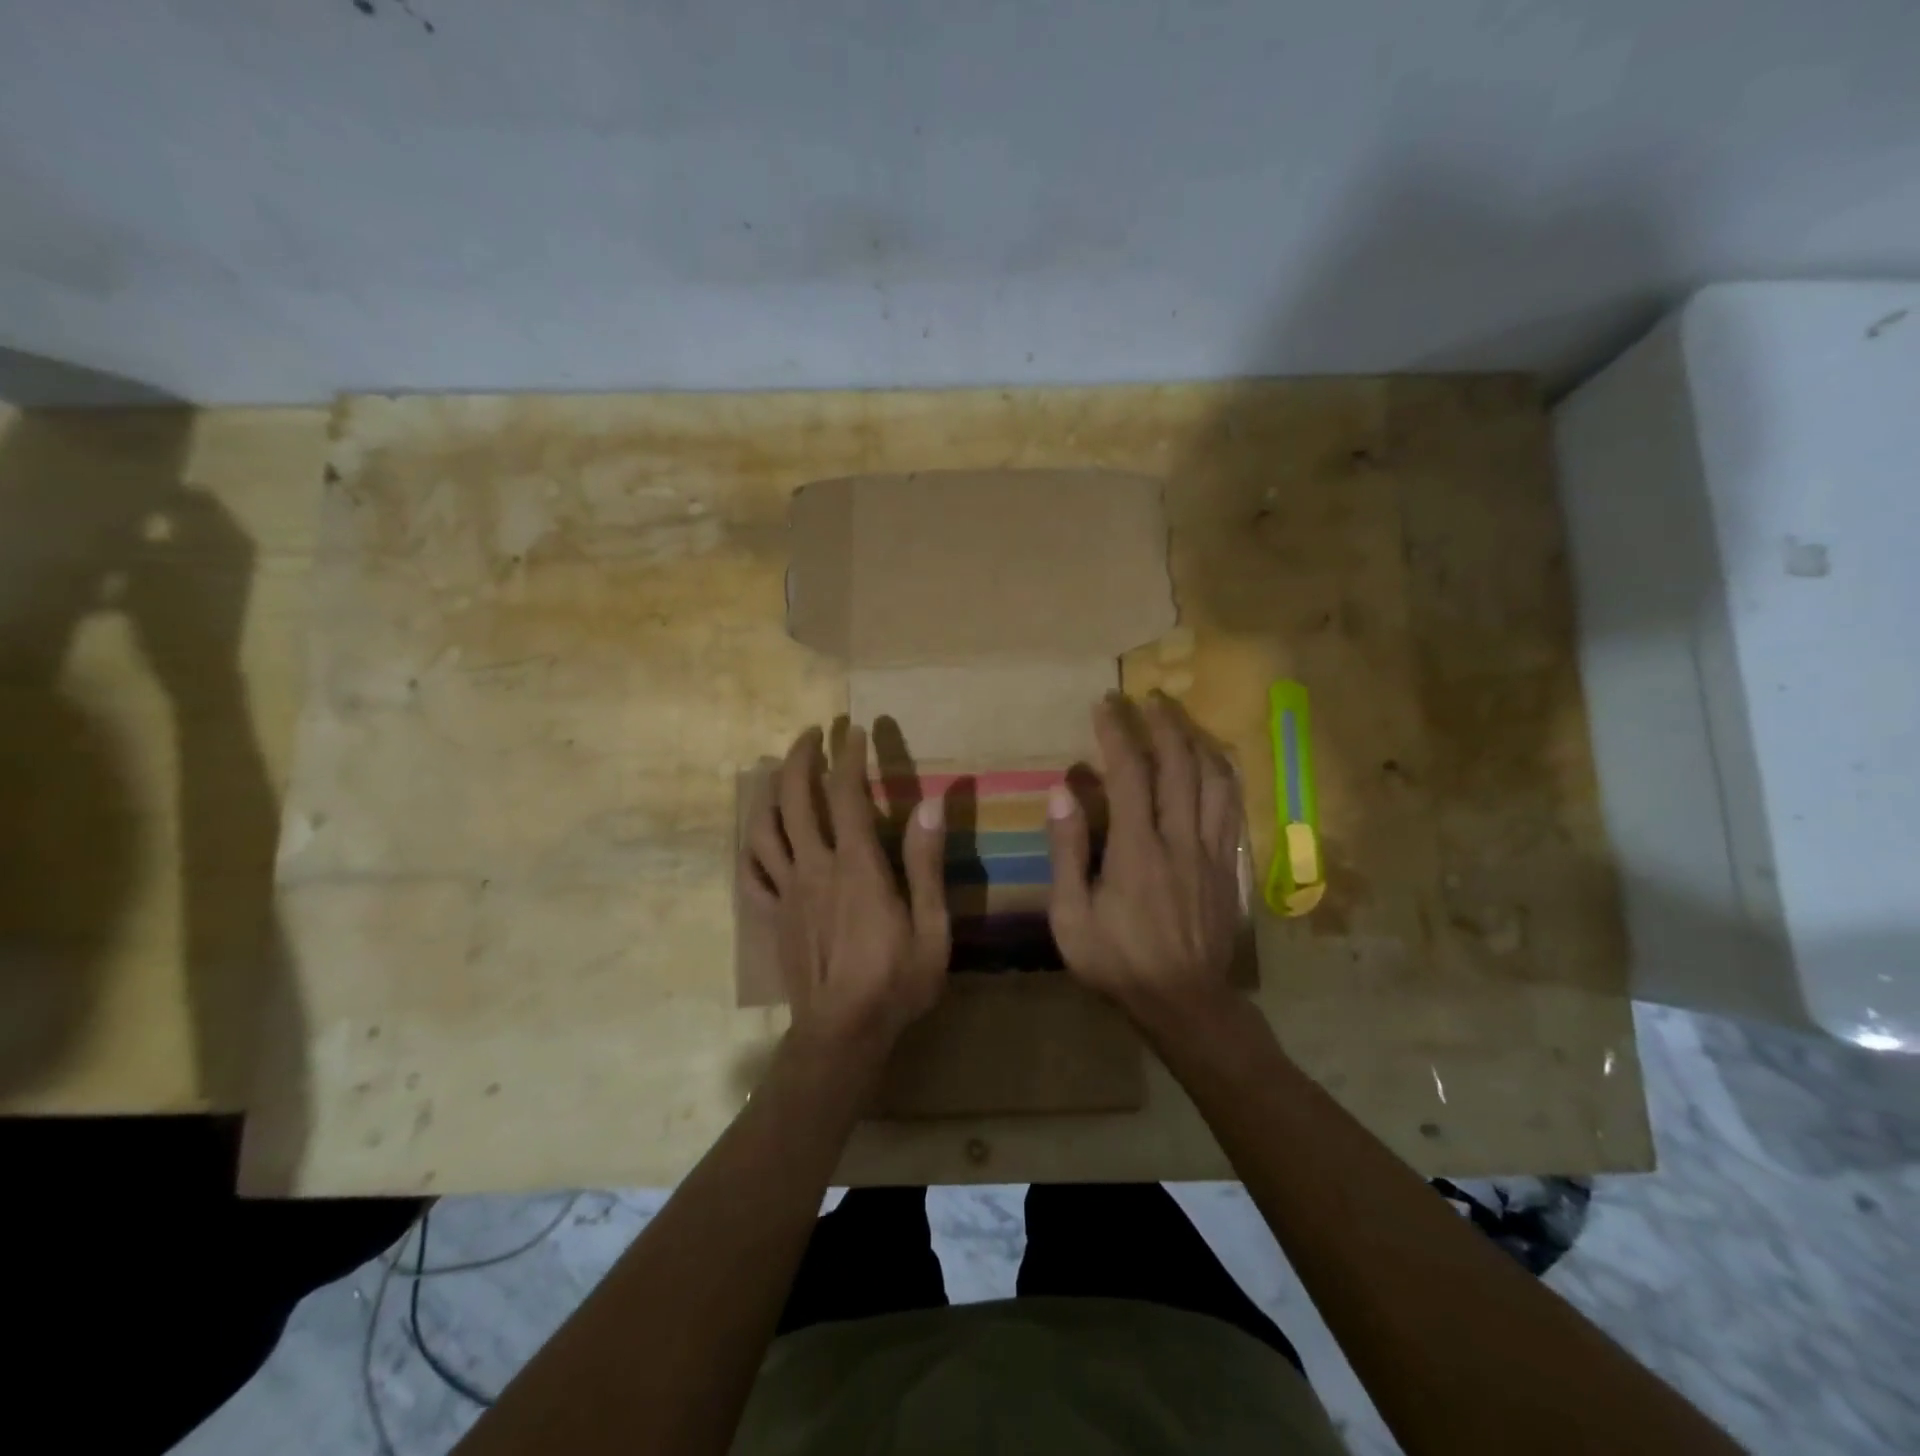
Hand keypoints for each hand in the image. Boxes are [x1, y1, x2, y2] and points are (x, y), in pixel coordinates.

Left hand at [741, 723, 949, 1053]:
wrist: (842, 1034)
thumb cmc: (895, 981)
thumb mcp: (932, 928)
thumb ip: (926, 865)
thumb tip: (930, 805)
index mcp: (856, 866)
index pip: (846, 795)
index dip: (848, 757)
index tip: (854, 731)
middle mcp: (815, 867)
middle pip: (796, 799)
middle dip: (801, 758)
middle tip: (812, 733)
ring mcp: (787, 892)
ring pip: (765, 828)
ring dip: (770, 791)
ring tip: (779, 770)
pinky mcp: (772, 916)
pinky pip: (750, 873)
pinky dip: (749, 845)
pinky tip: (756, 834)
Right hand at [1046, 694, 1244, 1024]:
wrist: (1185, 1002)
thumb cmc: (1117, 961)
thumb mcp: (1070, 916)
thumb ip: (1067, 851)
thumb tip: (1062, 792)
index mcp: (1137, 848)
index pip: (1130, 773)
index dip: (1117, 732)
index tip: (1105, 704)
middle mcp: (1180, 838)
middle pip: (1179, 764)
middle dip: (1163, 723)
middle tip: (1147, 697)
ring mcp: (1212, 850)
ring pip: (1215, 779)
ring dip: (1197, 741)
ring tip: (1181, 720)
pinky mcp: (1229, 865)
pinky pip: (1233, 807)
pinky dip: (1223, 774)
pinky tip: (1214, 763)